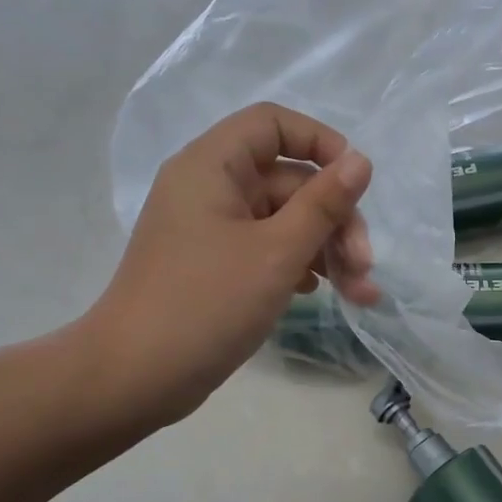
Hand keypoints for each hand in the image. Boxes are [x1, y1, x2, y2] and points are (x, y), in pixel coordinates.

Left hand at [78, 103, 378, 427]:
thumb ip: (324, 204)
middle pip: (290, 181)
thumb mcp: (278, 252)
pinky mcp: (216, 265)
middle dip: (335, 221)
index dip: (320, 143)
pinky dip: (299, 265)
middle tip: (365, 267)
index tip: (356, 182)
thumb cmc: (207, 304)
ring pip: (284, 220)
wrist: (135, 377)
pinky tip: (322, 293)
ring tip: (360, 295)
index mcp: (212, 166)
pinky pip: (268, 248)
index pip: (273, 124)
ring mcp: (212, 229)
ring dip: (326, 250)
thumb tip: (361, 160)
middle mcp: (210, 188)